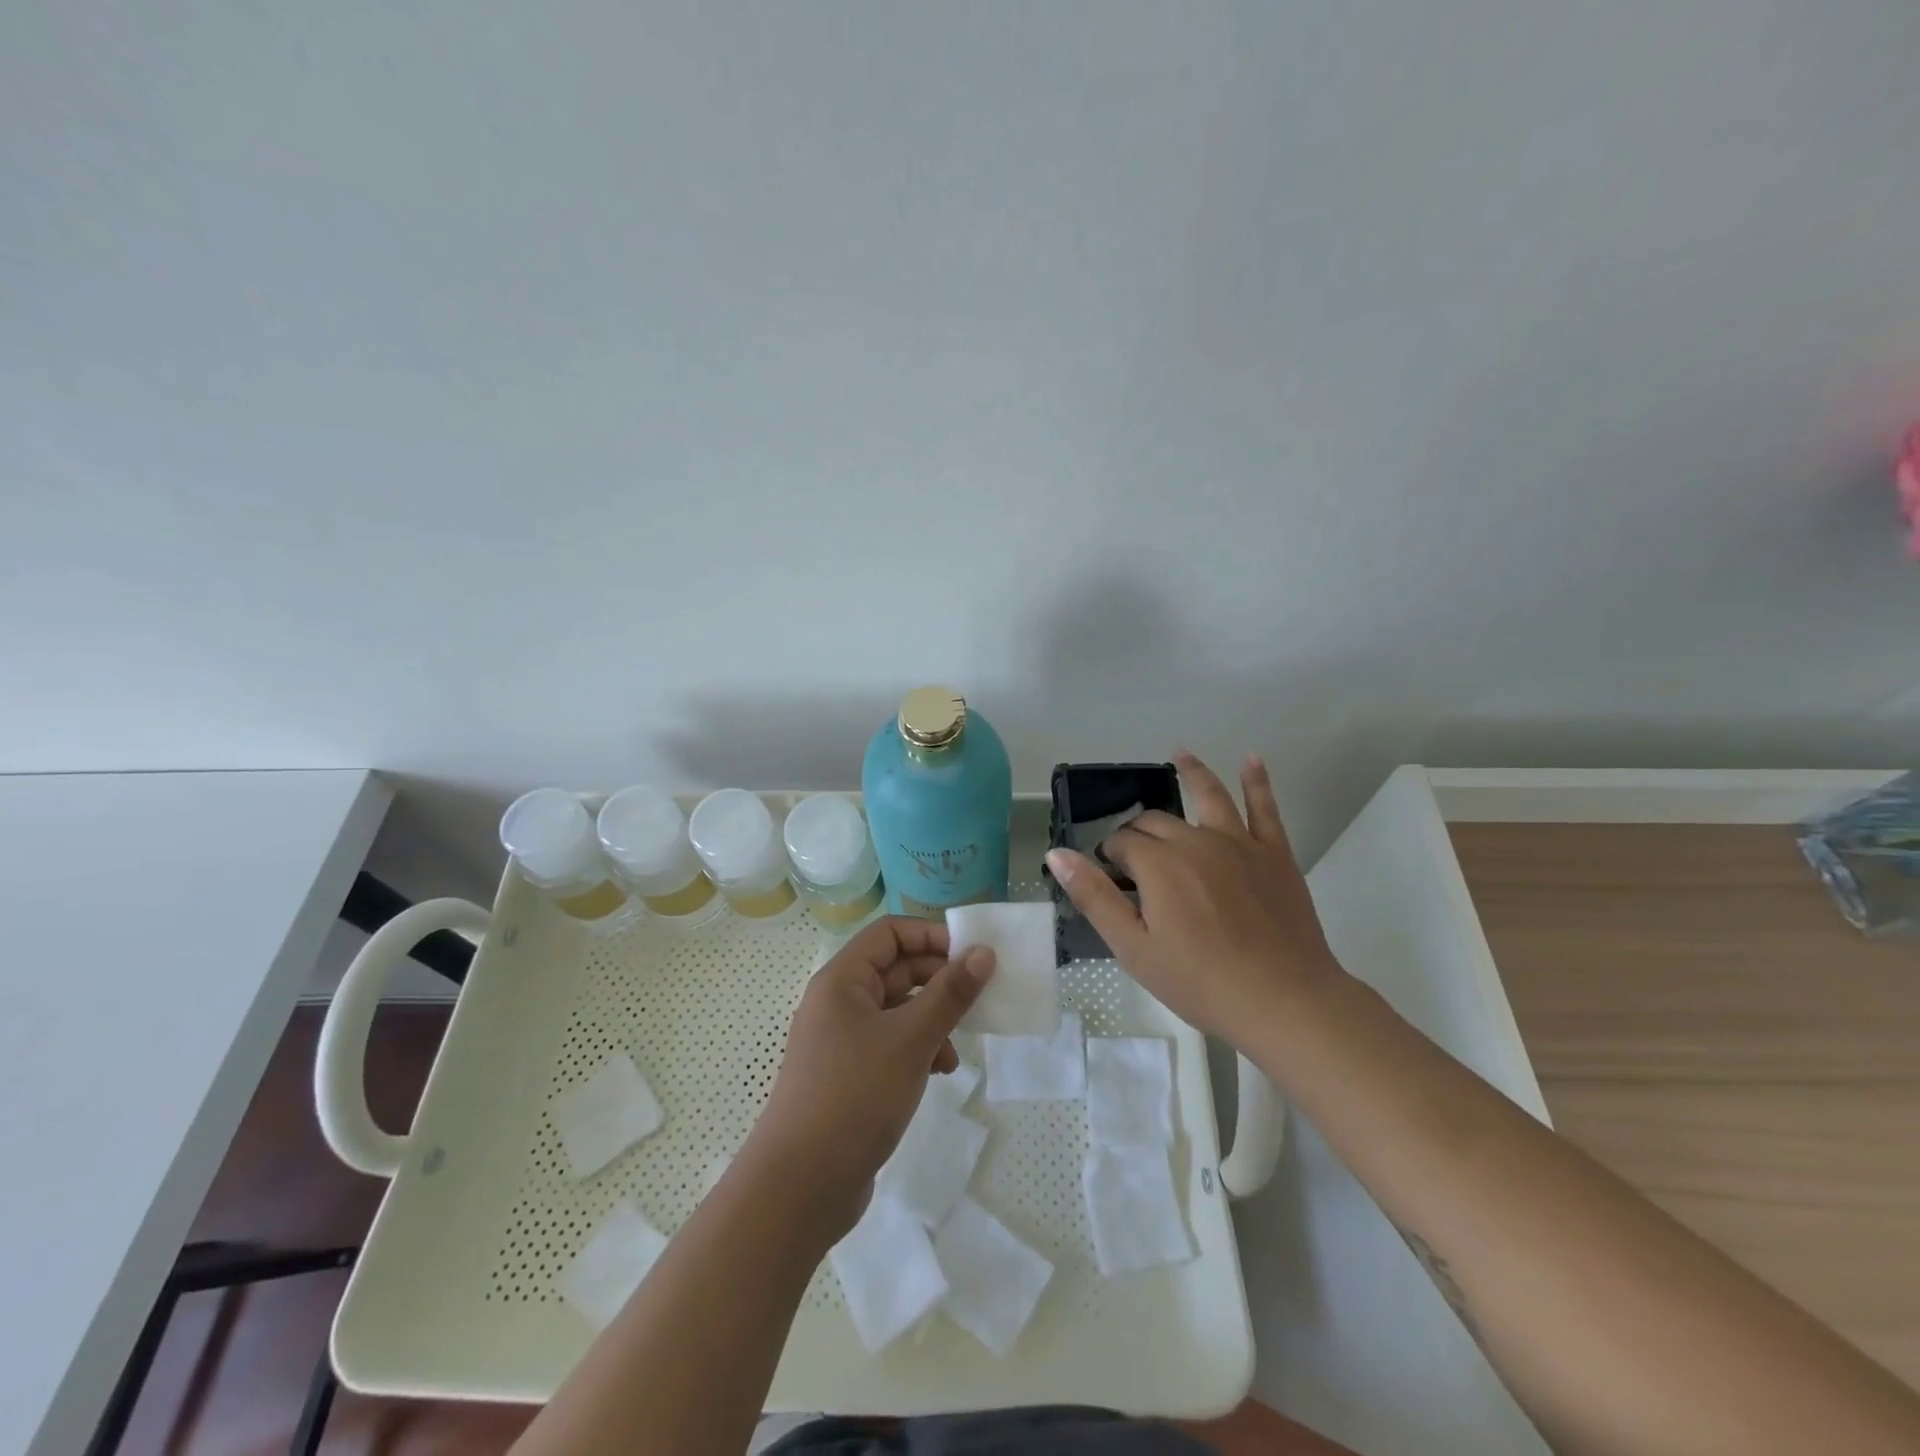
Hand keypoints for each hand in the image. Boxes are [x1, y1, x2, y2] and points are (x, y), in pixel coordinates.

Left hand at [743, 917, 993, 1237]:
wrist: (799, 1188)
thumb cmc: (854, 1097)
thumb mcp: (911, 1040)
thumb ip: (950, 994)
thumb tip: (983, 952)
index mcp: (842, 980)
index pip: (890, 933)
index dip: (931, 936)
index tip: (972, 956)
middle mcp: (838, 1001)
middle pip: (896, 969)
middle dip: (938, 981)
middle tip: (977, 999)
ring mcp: (841, 1039)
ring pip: (898, 1008)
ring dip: (933, 1018)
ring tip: (958, 1045)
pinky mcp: (849, 1074)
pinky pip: (891, 1043)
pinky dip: (918, 1049)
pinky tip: (940, 1072)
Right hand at [1045, 750, 1340, 1042]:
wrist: (1284, 1001)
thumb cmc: (1201, 982)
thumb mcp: (1134, 948)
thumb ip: (1094, 897)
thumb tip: (1057, 855)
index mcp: (1159, 865)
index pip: (1122, 844)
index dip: (1110, 856)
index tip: (1110, 876)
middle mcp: (1195, 841)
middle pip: (1157, 821)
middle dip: (1139, 830)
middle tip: (1133, 853)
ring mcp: (1239, 843)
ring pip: (1209, 795)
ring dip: (1193, 771)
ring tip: (1180, 753)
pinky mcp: (1274, 853)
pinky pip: (1265, 808)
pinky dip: (1257, 781)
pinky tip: (1252, 759)